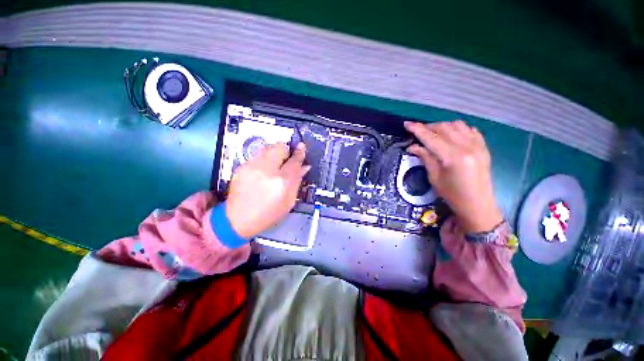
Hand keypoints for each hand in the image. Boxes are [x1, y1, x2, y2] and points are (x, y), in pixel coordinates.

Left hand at [225, 142, 310, 237]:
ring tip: (274, 166)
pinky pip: (258, 155)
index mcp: (282, 182)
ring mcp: (252, 166)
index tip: (302, 147)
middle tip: (286, 160)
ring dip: (275, 153)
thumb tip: (304, 166)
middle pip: (280, 147)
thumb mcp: (288, 201)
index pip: (294, 161)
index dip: (300, 153)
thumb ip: (297, 181)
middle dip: (286, 150)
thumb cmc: (268, 213)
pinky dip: (264, 159)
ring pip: (268, 148)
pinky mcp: (242, 166)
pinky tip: (262, 172)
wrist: (237, 219)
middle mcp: (267, 170)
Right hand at [404, 121, 502, 232]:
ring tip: (433, 134)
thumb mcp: (434, 177)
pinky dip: (457, 129)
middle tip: (417, 132)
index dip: (417, 130)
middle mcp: (467, 147)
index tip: (406, 124)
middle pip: (444, 128)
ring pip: (457, 125)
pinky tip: (451, 136)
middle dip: (428, 127)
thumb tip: (413, 146)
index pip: (431, 138)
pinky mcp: (483, 147)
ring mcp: (478, 145)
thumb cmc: (452, 194)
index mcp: (452, 157)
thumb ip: (425, 158)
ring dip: (442, 126)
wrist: (478, 204)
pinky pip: (469, 129)